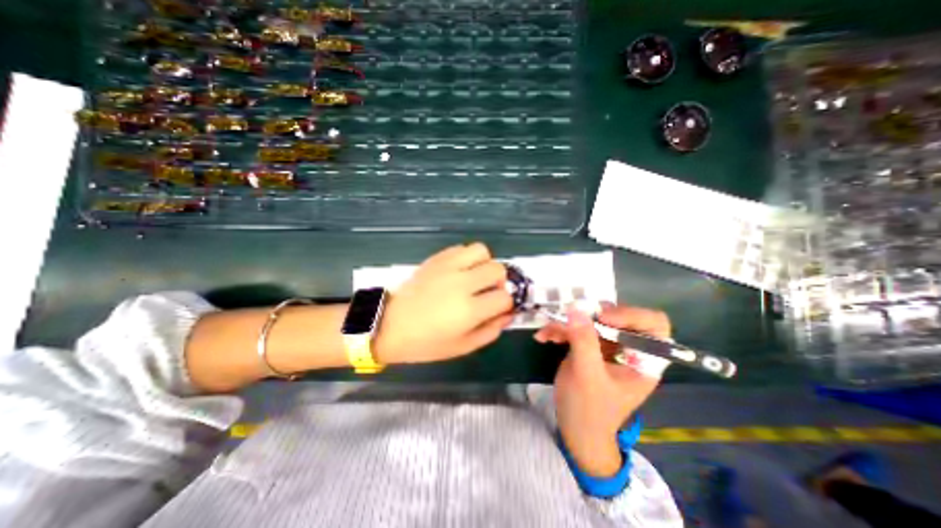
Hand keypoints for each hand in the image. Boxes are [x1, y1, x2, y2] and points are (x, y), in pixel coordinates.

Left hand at [373, 242, 514, 361]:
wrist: (389, 325)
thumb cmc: (425, 343)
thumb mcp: (462, 347)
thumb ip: (490, 331)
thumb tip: (507, 315)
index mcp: (469, 310)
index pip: (504, 297)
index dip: (506, 304)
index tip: (498, 308)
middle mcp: (462, 283)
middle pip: (498, 269)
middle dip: (499, 282)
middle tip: (488, 291)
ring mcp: (448, 267)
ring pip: (481, 251)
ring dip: (484, 263)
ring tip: (475, 277)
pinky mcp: (436, 259)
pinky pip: (461, 248)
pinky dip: (467, 257)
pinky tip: (459, 271)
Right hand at [533, 301, 671, 478]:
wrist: (573, 429)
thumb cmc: (588, 410)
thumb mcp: (587, 375)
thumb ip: (584, 341)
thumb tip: (576, 308)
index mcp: (643, 359)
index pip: (654, 323)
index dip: (631, 315)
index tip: (603, 318)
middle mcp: (628, 348)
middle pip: (617, 315)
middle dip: (591, 316)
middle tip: (572, 317)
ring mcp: (607, 346)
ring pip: (592, 320)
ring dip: (568, 323)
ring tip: (549, 332)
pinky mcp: (588, 346)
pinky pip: (576, 328)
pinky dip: (559, 330)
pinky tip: (545, 337)